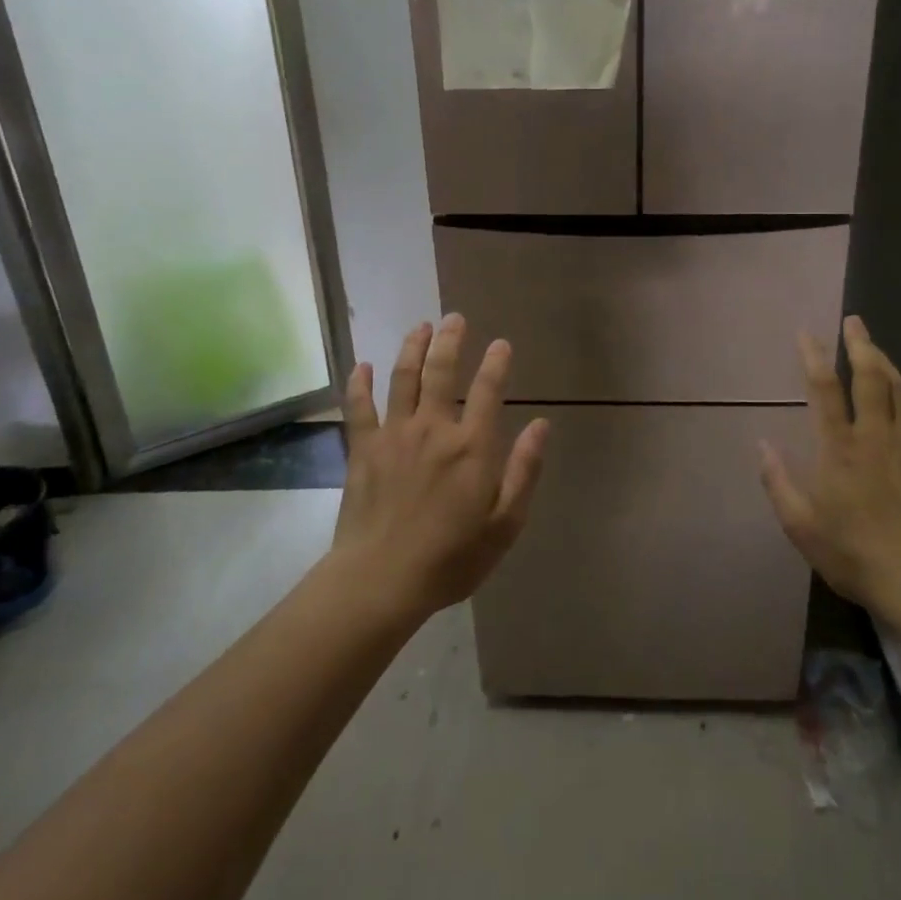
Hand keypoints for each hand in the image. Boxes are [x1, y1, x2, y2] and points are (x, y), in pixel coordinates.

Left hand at [333, 314, 548, 620]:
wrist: (381, 580)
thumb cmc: (451, 558)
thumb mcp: (504, 524)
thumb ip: (524, 470)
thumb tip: (542, 425)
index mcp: (471, 446)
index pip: (489, 390)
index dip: (496, 363)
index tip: (501, 344)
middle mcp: (434, 428)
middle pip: (442, 371)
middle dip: (450, 340)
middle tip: (454, 319)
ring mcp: (394, 435)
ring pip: (403, 378)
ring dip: (412, 348)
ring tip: (420, 326)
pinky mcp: (363, 449)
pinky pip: (359, 407)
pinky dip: (359, 384)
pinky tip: (360, 365)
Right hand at [759, 315, 900, 621]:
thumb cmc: (856, 554)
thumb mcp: (801, 527)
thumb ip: (779, 482)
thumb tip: (761, 444)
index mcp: (840, 447)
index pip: (824, 388)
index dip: (813, 355)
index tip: (806, 332)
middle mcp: (877, 436)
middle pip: (871, 377)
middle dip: (860, 344)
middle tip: (854, 321)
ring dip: (887, 365)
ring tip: (876, 350)